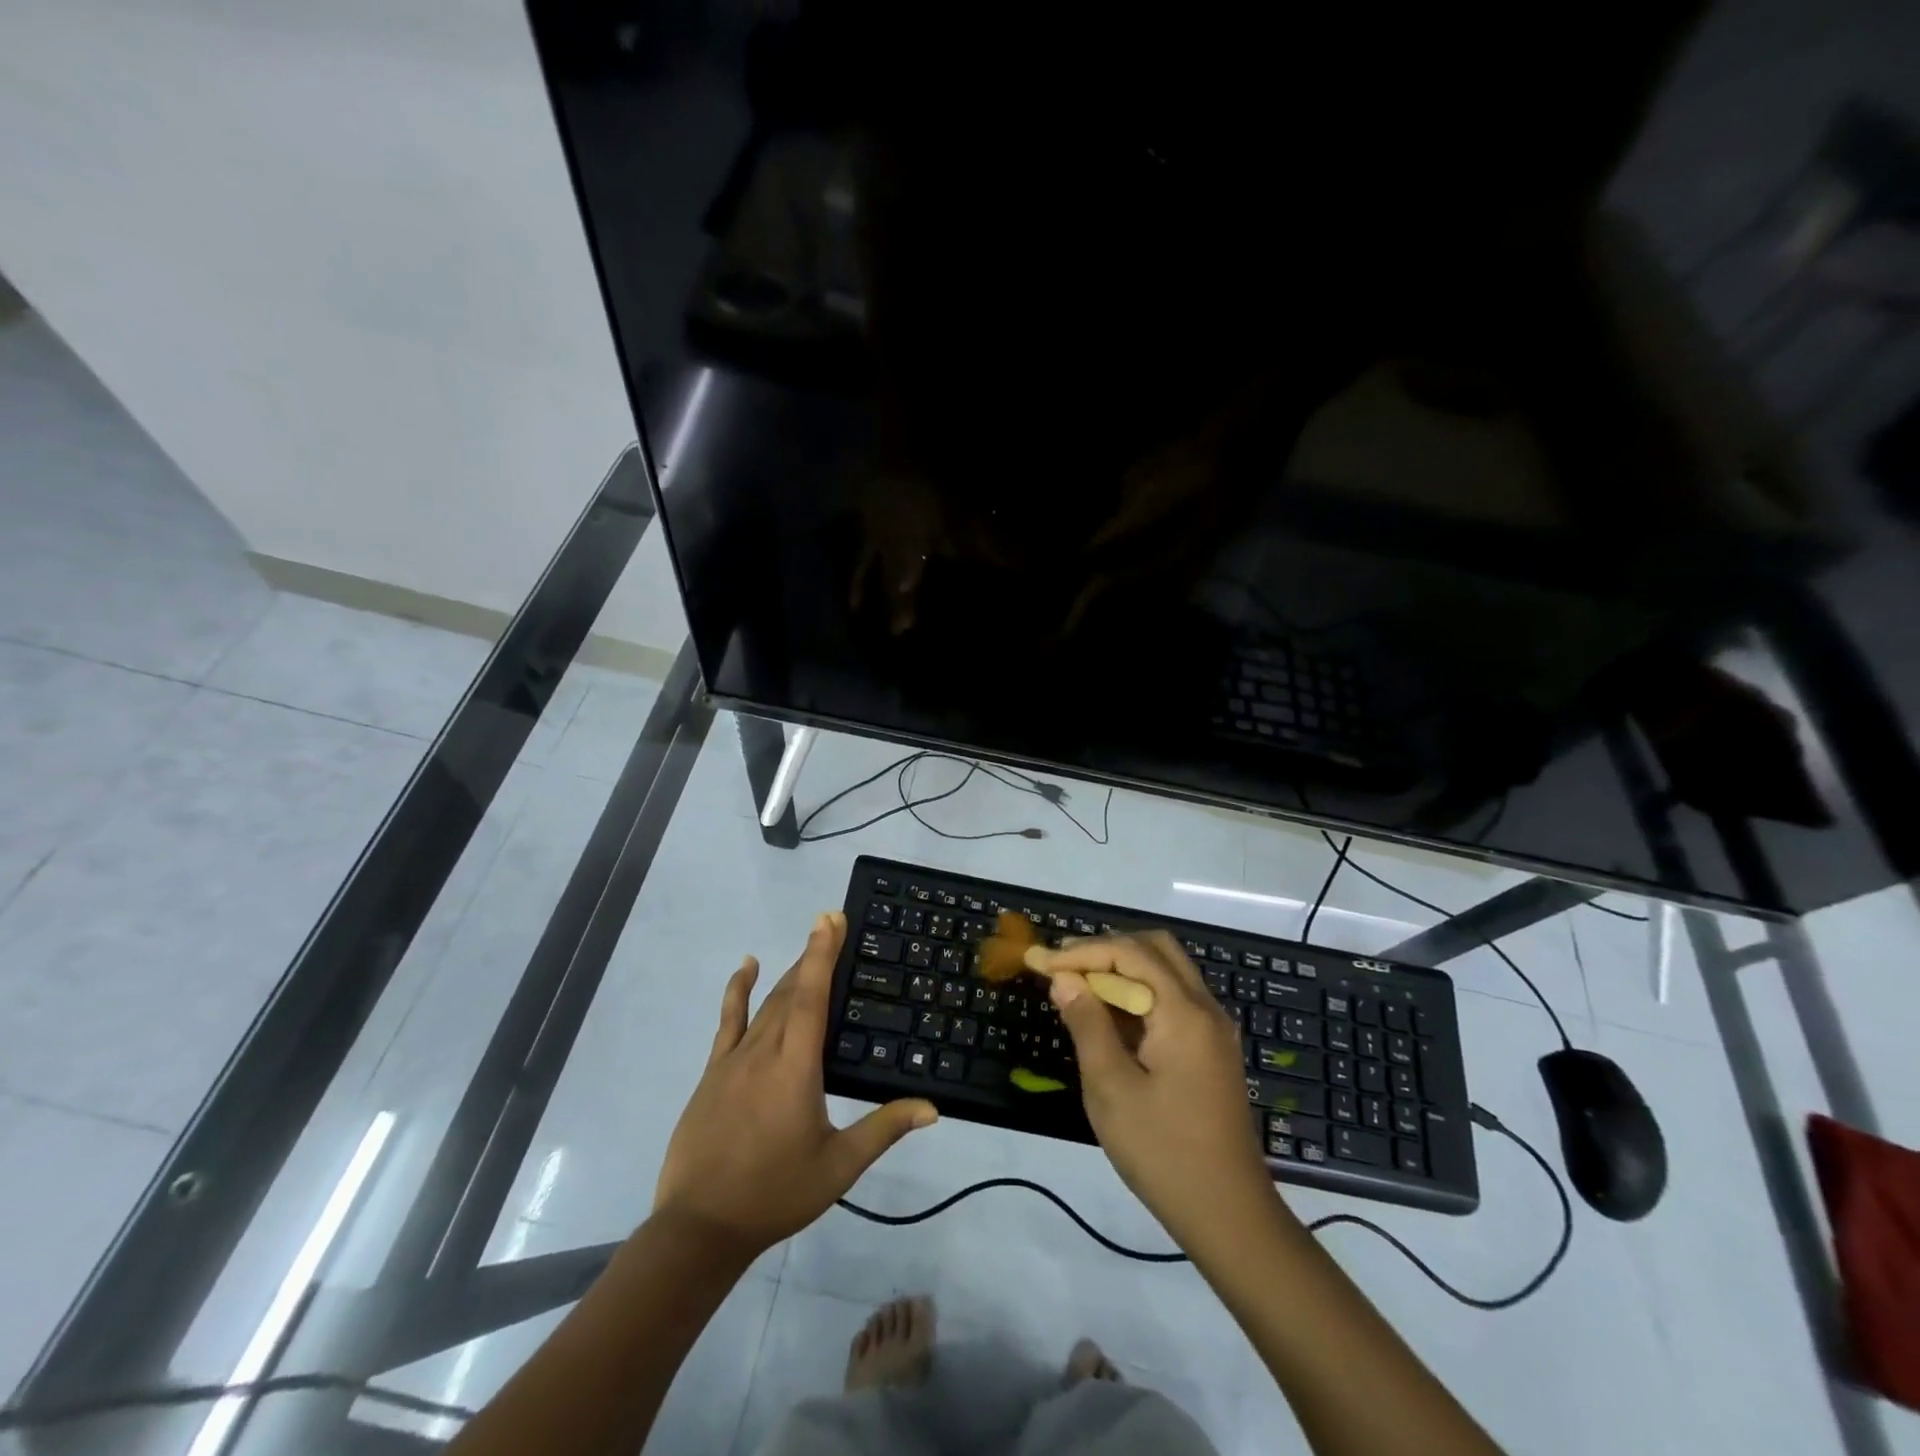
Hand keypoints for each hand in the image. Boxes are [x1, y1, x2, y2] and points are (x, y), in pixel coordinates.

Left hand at [653, 911, 937, 1258]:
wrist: (699, 1228)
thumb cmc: (775, 1194)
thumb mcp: (838, 1165)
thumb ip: (884, 1128)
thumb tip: (932, 1108)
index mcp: (796, 1067)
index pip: (811, 997)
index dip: (822, 954)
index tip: (831, 919)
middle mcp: (764, 1051)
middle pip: (790, 991)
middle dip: (812, 955)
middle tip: (831, 924)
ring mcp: (733, 1060)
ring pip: (765, 1003)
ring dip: (787, 972)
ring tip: (808, 947)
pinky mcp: (713, 1072)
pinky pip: (728, 1021)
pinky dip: (737, 990)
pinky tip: (744, 967)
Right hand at [1046, 933, 1277, 1248]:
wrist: (1229, 1215)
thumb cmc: (1163, 1152)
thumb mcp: (1111, 1089)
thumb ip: (1087, 1025)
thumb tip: (1064, 980)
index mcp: (1184, 1012)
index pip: (1130, 953)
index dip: (1082, 952)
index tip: (1042, 963)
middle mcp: (1205, 1008)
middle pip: (1155, 949)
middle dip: (1106, 950)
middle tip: (1064, 966)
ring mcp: (1213, 1030)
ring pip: (1167, 971)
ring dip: (1123, 969)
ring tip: (1078, 986)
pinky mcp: (1211, 1050)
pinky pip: (1173, 999)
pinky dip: (1139, 993)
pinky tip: (1109, 1015)